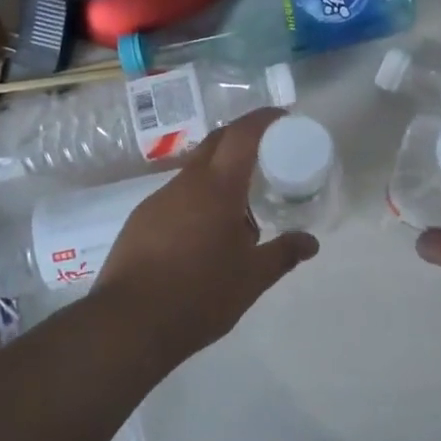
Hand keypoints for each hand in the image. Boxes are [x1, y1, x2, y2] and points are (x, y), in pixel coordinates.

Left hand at [90, 107, 318, 362]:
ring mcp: (158, 199)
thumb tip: (311, 242)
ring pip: (195, 170)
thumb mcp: (252, 279)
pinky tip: (204, 232)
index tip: (283, 117)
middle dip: (241, 137)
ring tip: (240, 203)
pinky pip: (177, 195)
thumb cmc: (199, 295)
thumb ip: (283, 254)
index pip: (242, 134)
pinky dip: (198, 198)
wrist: (128, 323)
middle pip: (216, 142)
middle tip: (267, 151)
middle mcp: (186, 183)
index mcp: (218, 187)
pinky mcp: (140, 220)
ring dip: (219, 173)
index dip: (263, 119)